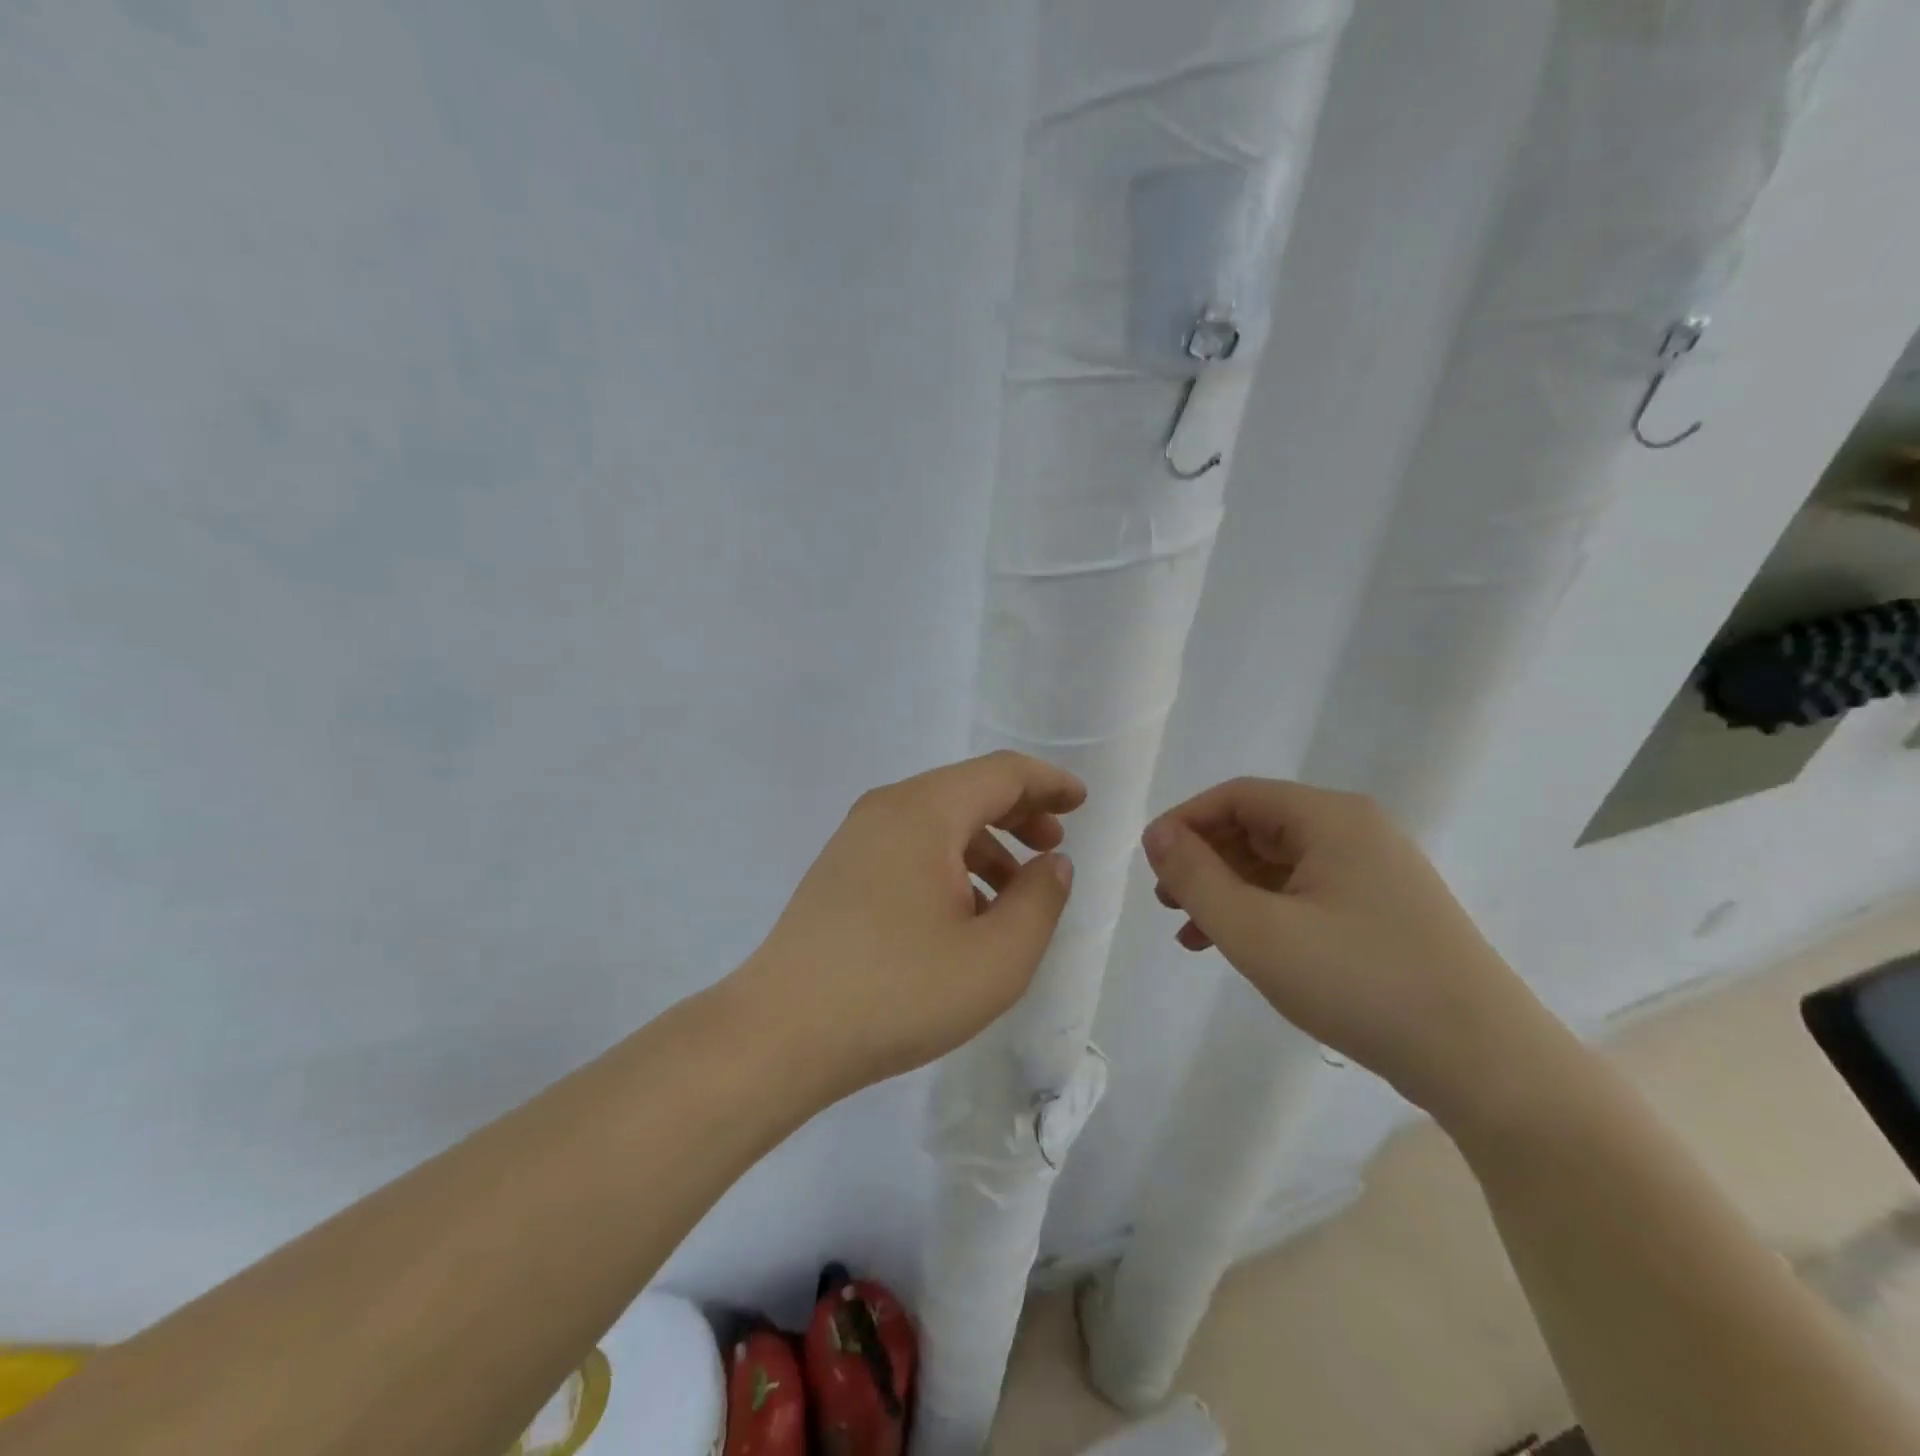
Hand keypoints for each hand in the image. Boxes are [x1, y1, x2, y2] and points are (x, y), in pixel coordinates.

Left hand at [733, 751, 1083, 1098]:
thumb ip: (1039, 901)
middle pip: (967, 790)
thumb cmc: (899, 991)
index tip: (1080, 803)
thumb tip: (1052, 863)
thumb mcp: (996, 957)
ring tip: (1012, 895)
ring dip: (984, 844)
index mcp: (925, 811)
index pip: (1001, 773)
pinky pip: (908, 847)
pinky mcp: (839, 871)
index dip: (1047, 782)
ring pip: (937, 821)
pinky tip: (961, 913)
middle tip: (1052, 846)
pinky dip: (948, 863)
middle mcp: (886, 809)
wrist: (781, 1033)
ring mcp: (855, 839)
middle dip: (1018, 812)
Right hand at [1141, 778, 1557, 1122]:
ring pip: (1279, 865)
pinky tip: (1242, 948)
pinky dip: (1265, 912)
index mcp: (1330, 818)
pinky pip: (1306, 894)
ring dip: (1229, 892)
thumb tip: (1157, 835)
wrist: (1487, 1065)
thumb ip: (1196, 878)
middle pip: (1257, 827)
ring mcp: (1376, 872)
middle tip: (1167, 904)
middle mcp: (1356, 831)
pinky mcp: (1385, 911)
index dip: (1184, 823)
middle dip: (1204, 861)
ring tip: (1191, 934)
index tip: (1150, 863)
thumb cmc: (1360, 985)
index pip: (1236, 797)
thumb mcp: (1257, 932)